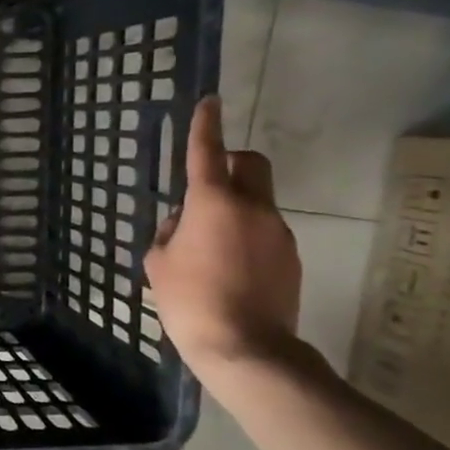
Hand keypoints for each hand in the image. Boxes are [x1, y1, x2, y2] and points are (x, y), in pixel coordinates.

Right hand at [144, 95, 301, 379]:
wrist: (245, 347)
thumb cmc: (189, 301)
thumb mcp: (158, 264)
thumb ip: (169, 232)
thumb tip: (184, 221)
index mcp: (213, 203)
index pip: (208, 151)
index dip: (205, 124)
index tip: (209, 102)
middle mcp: (252, 207)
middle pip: (252, 164)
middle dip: (232, 162)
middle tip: (208, 185)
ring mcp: (278, 232)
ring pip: (257, 201)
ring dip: (235, 207)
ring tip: (211, 246)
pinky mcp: (291, 257)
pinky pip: (265, 231)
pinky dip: (247, 236)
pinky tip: (230, 269)